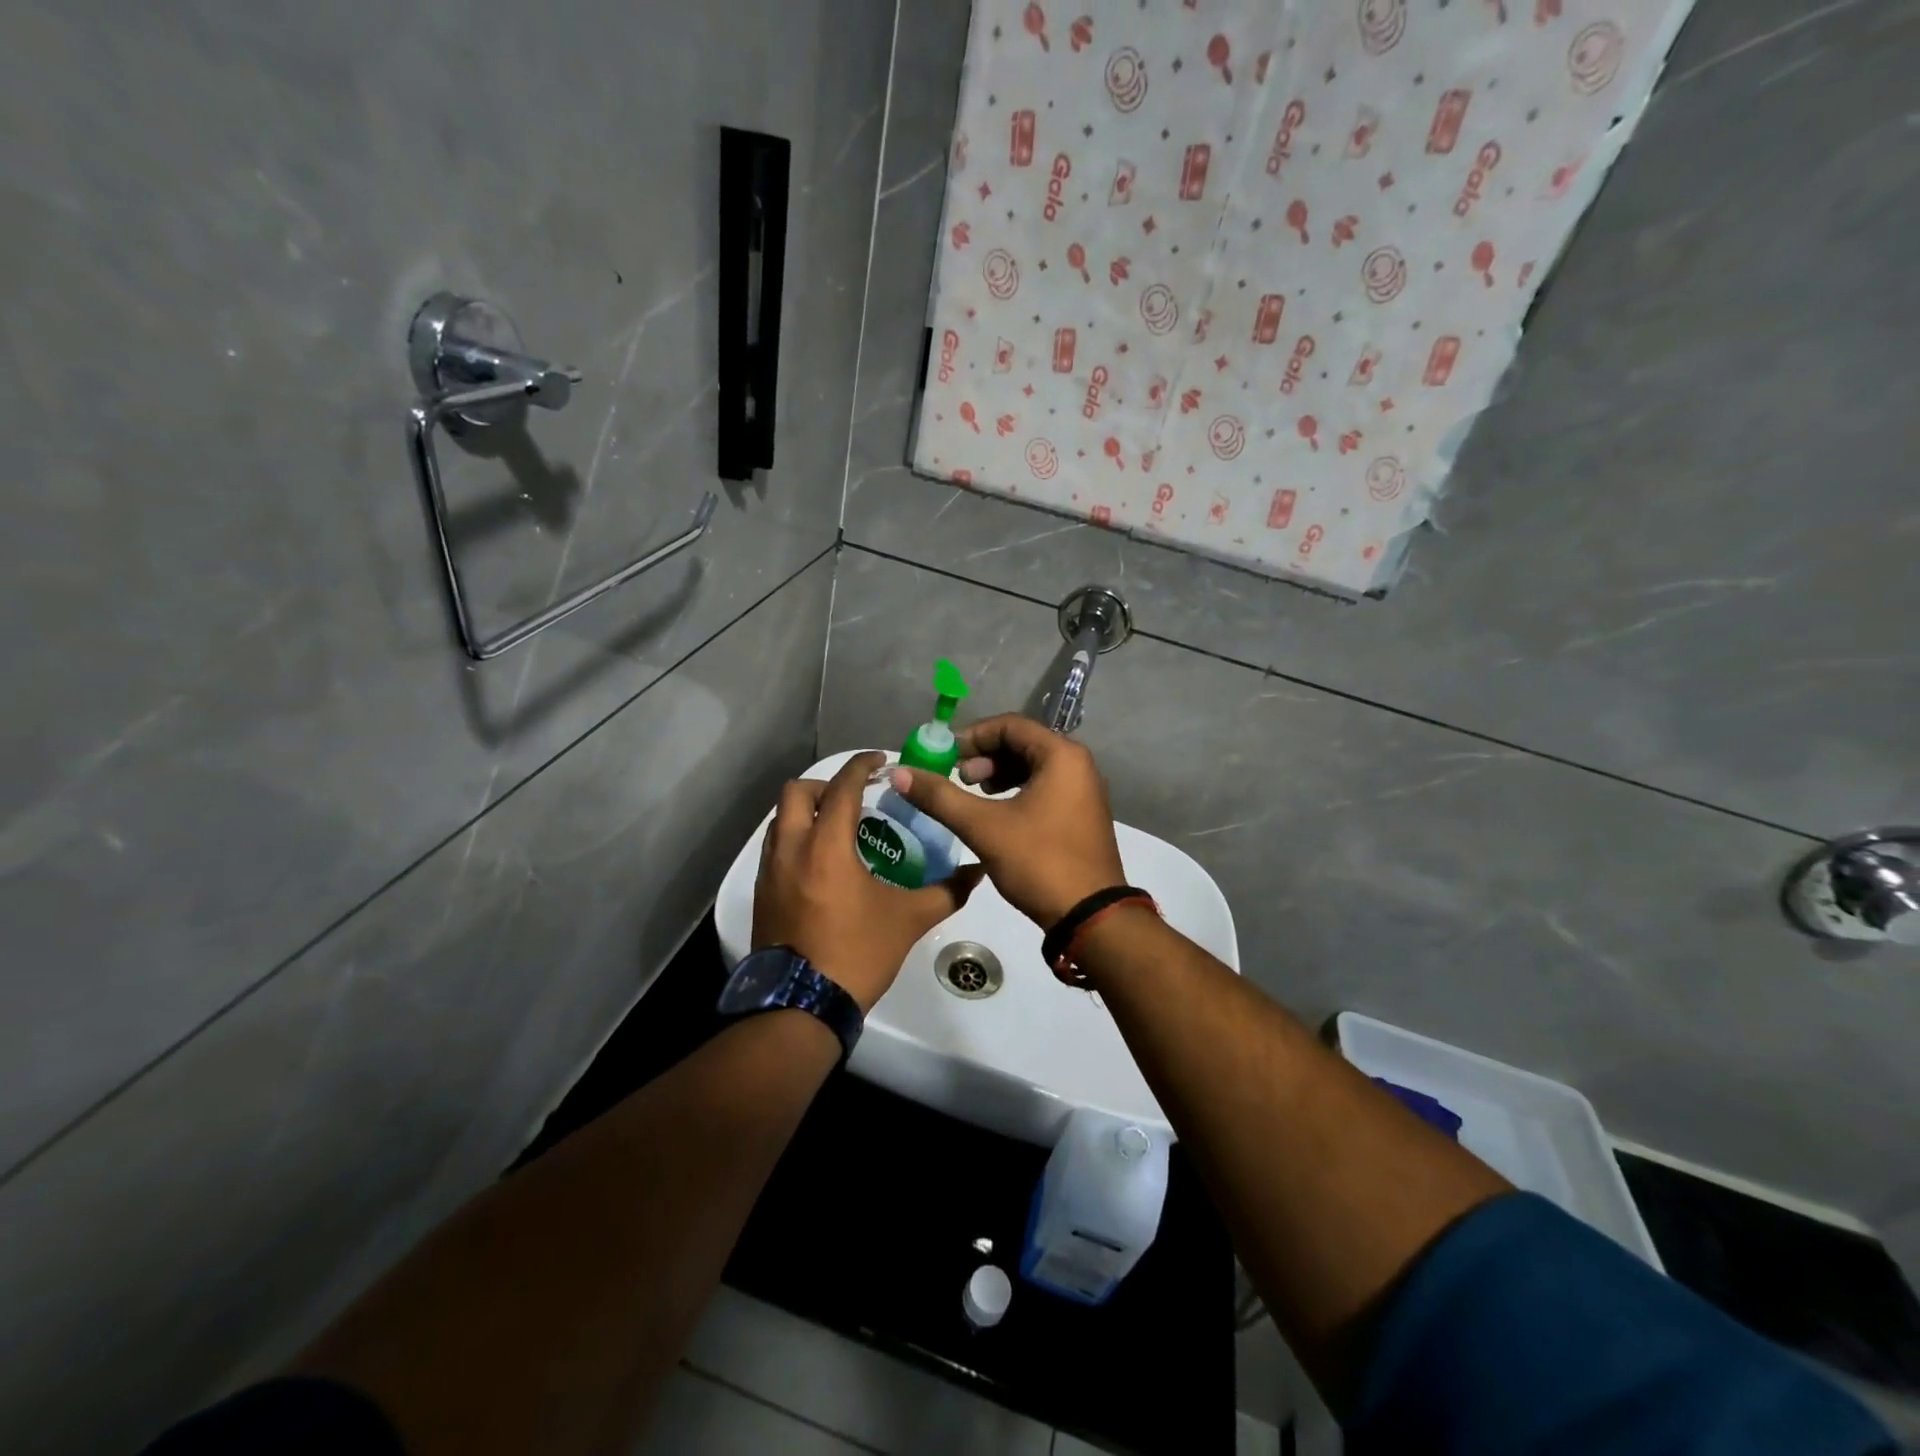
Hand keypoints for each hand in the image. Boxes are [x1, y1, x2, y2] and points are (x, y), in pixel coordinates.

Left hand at [753, 751, 983, 1011]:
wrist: (801, 1006)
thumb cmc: (856, 953)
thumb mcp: (908, 920)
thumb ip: (946, 891)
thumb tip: (978, 871)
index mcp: (826, 846)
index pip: (840, 787)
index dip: (861, 766)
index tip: (880, 761)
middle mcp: (791, 849)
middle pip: (796, 792)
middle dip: (826, 785)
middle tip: (855, 797)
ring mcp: (770, 872)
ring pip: (780, 819)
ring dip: (807, 812)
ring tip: (838, 828)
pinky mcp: (762, 894)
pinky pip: (775, 847)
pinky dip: (796, 838)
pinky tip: (821, 863)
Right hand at [886, 714, 1125, 928]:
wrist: (1089, 917)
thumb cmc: (1039, 861)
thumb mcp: (983, 827)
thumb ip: (940, 796)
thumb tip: (899, 772)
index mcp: (1062, 755)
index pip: (1010, 725)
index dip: (972, 736)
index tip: (945, 757)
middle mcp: (1078, 765)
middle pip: (1022, 743)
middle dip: (985, 757)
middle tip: (959, 778)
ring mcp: (1083, 791)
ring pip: (1033, 767)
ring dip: (999, 774)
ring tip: (974, 795)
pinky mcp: (1081, 814)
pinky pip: (1045, 787)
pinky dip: (1016, 792)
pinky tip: (996, 813)